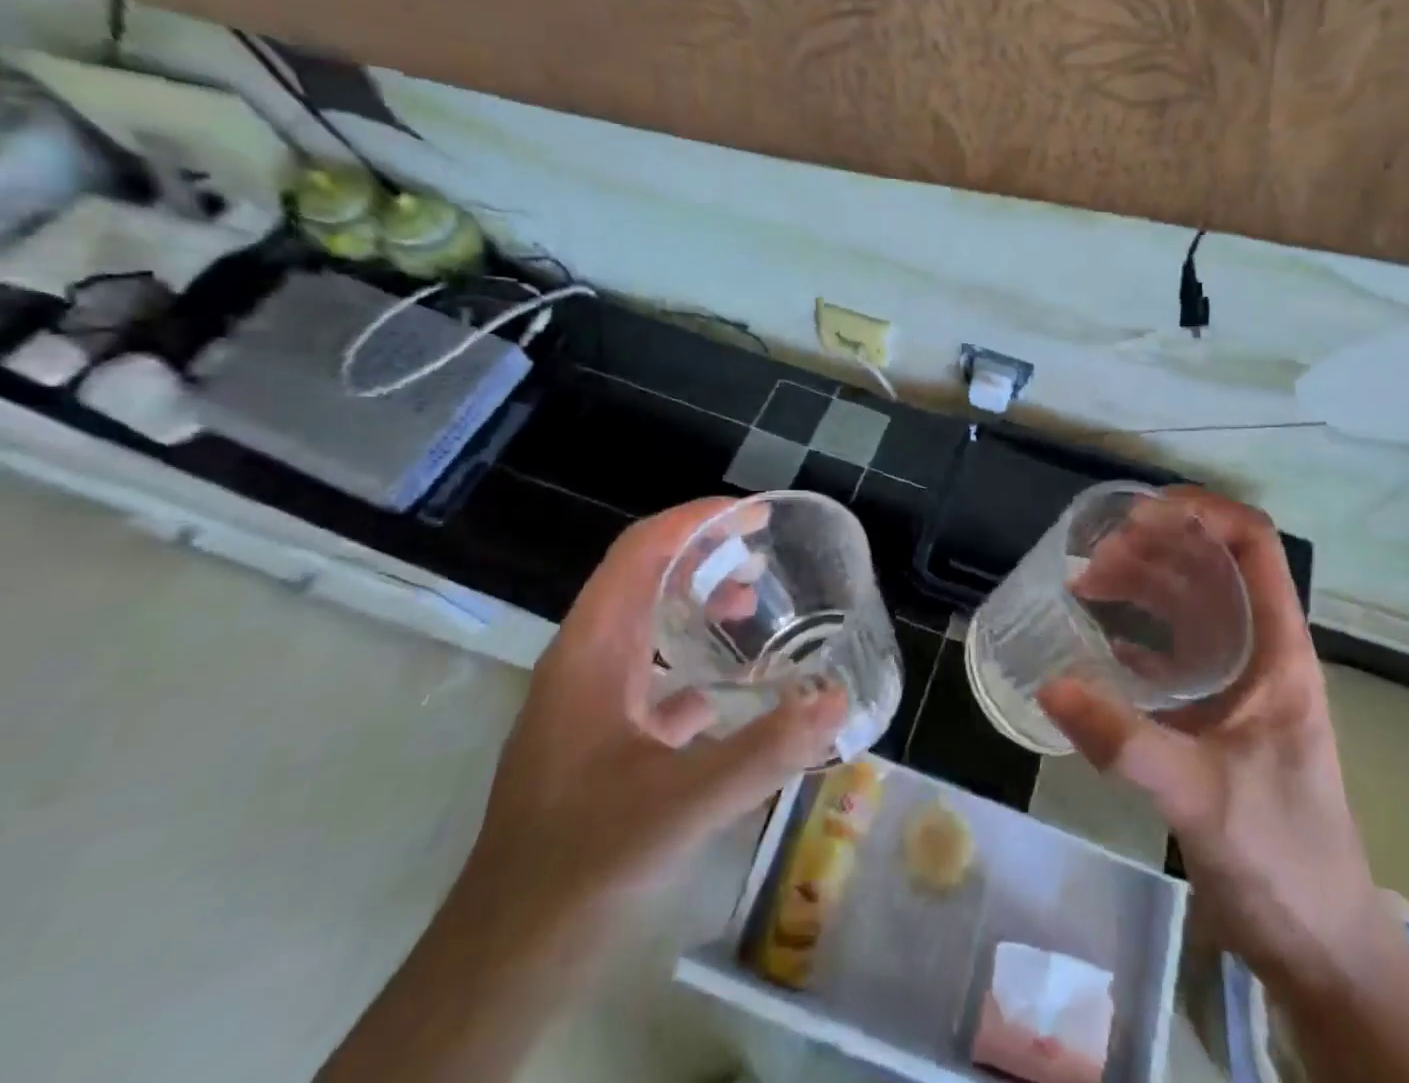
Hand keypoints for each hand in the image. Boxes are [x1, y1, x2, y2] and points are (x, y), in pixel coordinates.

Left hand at [462, 498, 848, 928]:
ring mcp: (583, 701)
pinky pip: (645, 671)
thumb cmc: (584, 862)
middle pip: (641, 578)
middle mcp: (582, 662)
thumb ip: (766, 751)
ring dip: (693, 603)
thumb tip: (837, 700)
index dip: (695, 521)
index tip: (753, 516)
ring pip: (642, 623)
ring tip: (750, 606)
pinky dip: (687, 658)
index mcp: (591, 653)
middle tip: (763, 559)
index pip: (640, 552)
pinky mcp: (593, 737)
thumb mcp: (684, 804)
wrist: (506, 956)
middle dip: (702, 557)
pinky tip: (728, 689)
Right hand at [1040, 491, 1408, 1082]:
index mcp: (1277, 651)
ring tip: (1086, 584)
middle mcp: (1259, 651)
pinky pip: (1173, 649)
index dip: (1204, 512)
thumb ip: (1126, 742)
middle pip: (1210, 566)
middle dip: (1154, 546)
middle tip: (1094, 559)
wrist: (1319, 946)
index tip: (1141, 513)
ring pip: (1189, 602)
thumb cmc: (1283, 859)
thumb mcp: (1203, 797)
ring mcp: (1236, 681)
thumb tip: (1051, 685)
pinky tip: (1099, 637)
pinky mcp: (1213, 712)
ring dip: (1141, 582)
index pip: (1254, 546)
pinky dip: (1137, 631)